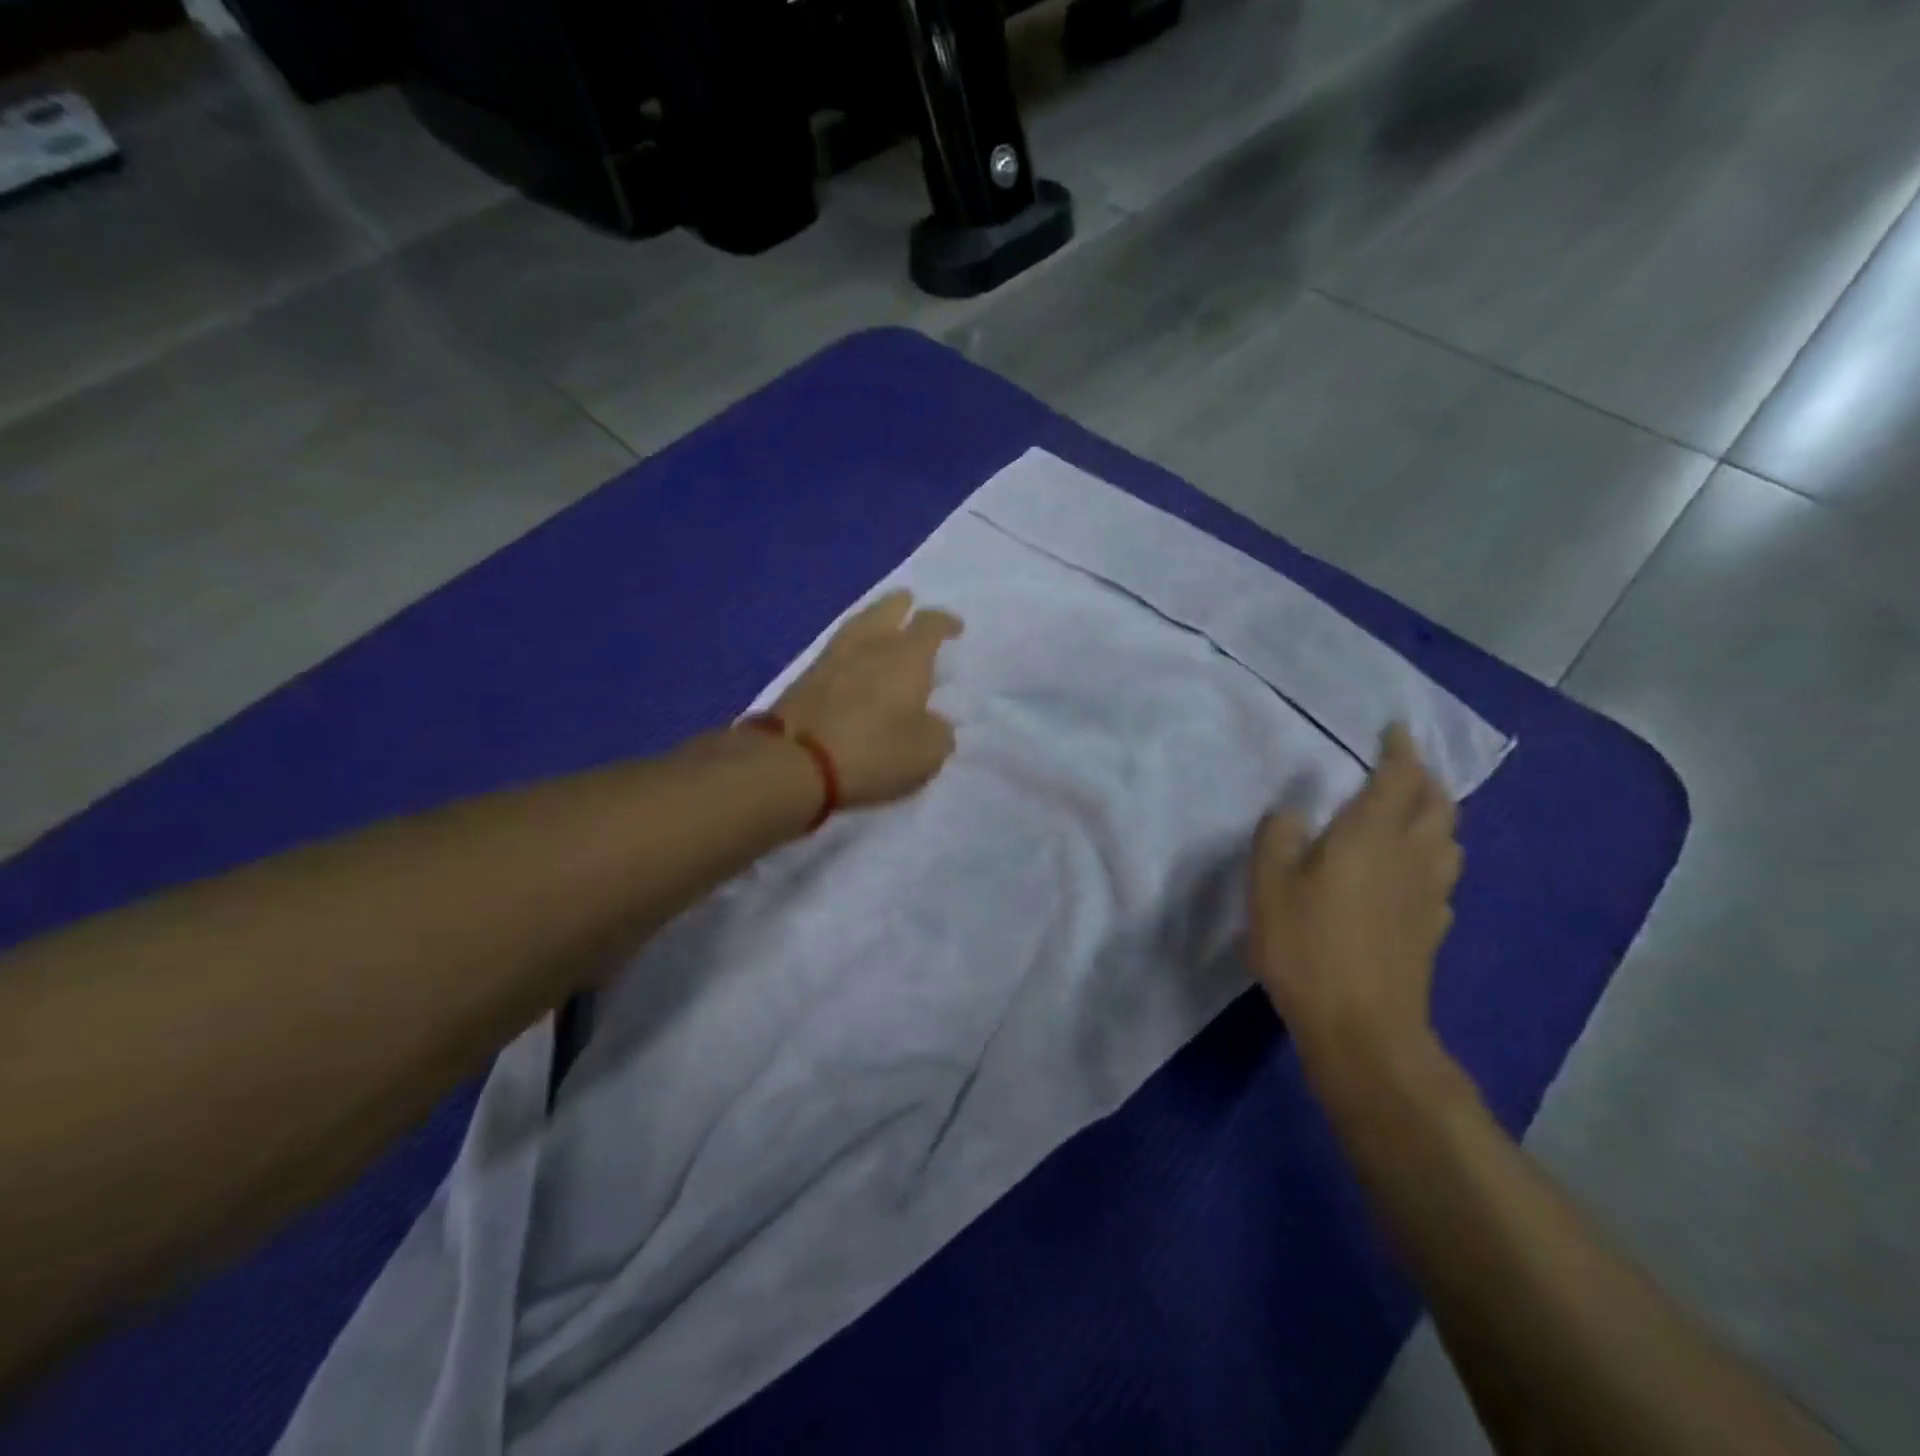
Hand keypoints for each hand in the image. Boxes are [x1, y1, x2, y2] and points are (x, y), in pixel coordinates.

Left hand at [773, 590, 963, 808]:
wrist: (797, 760)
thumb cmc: (874, 751)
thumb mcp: (925, 753)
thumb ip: (938, 733)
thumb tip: (934, 723)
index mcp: (907, 655)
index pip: (931, 623)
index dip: (946, 623)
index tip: (955, 628)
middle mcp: (870, 644)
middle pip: (887, 608)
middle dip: (902, 605)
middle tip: (909, 607)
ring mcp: (833, 656)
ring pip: (858, 624)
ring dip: (873, 622)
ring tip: (881, 630)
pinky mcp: (805, 676)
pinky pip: (837, 650)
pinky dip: (851, 649)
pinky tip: (853, 662)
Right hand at [1248, 723, 1461, 1077]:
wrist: (1362, 1027)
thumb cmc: (1307, 946)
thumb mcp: (1268, 885)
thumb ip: (1278, 838)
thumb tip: (1293, 813)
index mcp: (1370, 835)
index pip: (1398, 778)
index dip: (1399, 750)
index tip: (1394, 731)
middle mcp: (1411, 856)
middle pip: (1437, 805)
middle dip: (1425, 779)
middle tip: (1405, 767)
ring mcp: (1429, 894)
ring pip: (1448, 840)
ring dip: (1436, 816)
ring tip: (1414, 812)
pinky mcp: (1432, 928)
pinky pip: (1442, 877)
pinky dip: (1432, 858)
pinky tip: (1412, 872)